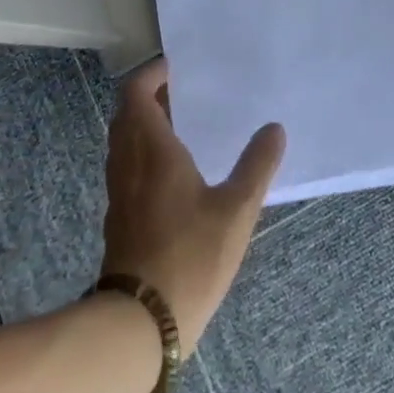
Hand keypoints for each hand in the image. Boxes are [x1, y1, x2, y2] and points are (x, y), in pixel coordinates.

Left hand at [100, 57, 285, 356]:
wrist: (140, 325)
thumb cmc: (189, 256)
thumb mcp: (236, 211)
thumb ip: (256, 166)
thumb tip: (274, 128)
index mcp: (151, 148)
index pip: (136, 92)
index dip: (152, 74)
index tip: (176, 67)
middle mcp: (128, 161)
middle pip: (127, 114)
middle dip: (150, 97)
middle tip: (184, 92)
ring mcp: (119, 191)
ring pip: (124, 141)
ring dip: (144, 124)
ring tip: (181, 126)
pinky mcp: (118, 217)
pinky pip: (126, 165)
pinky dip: (142, 151)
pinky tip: (171, 171)